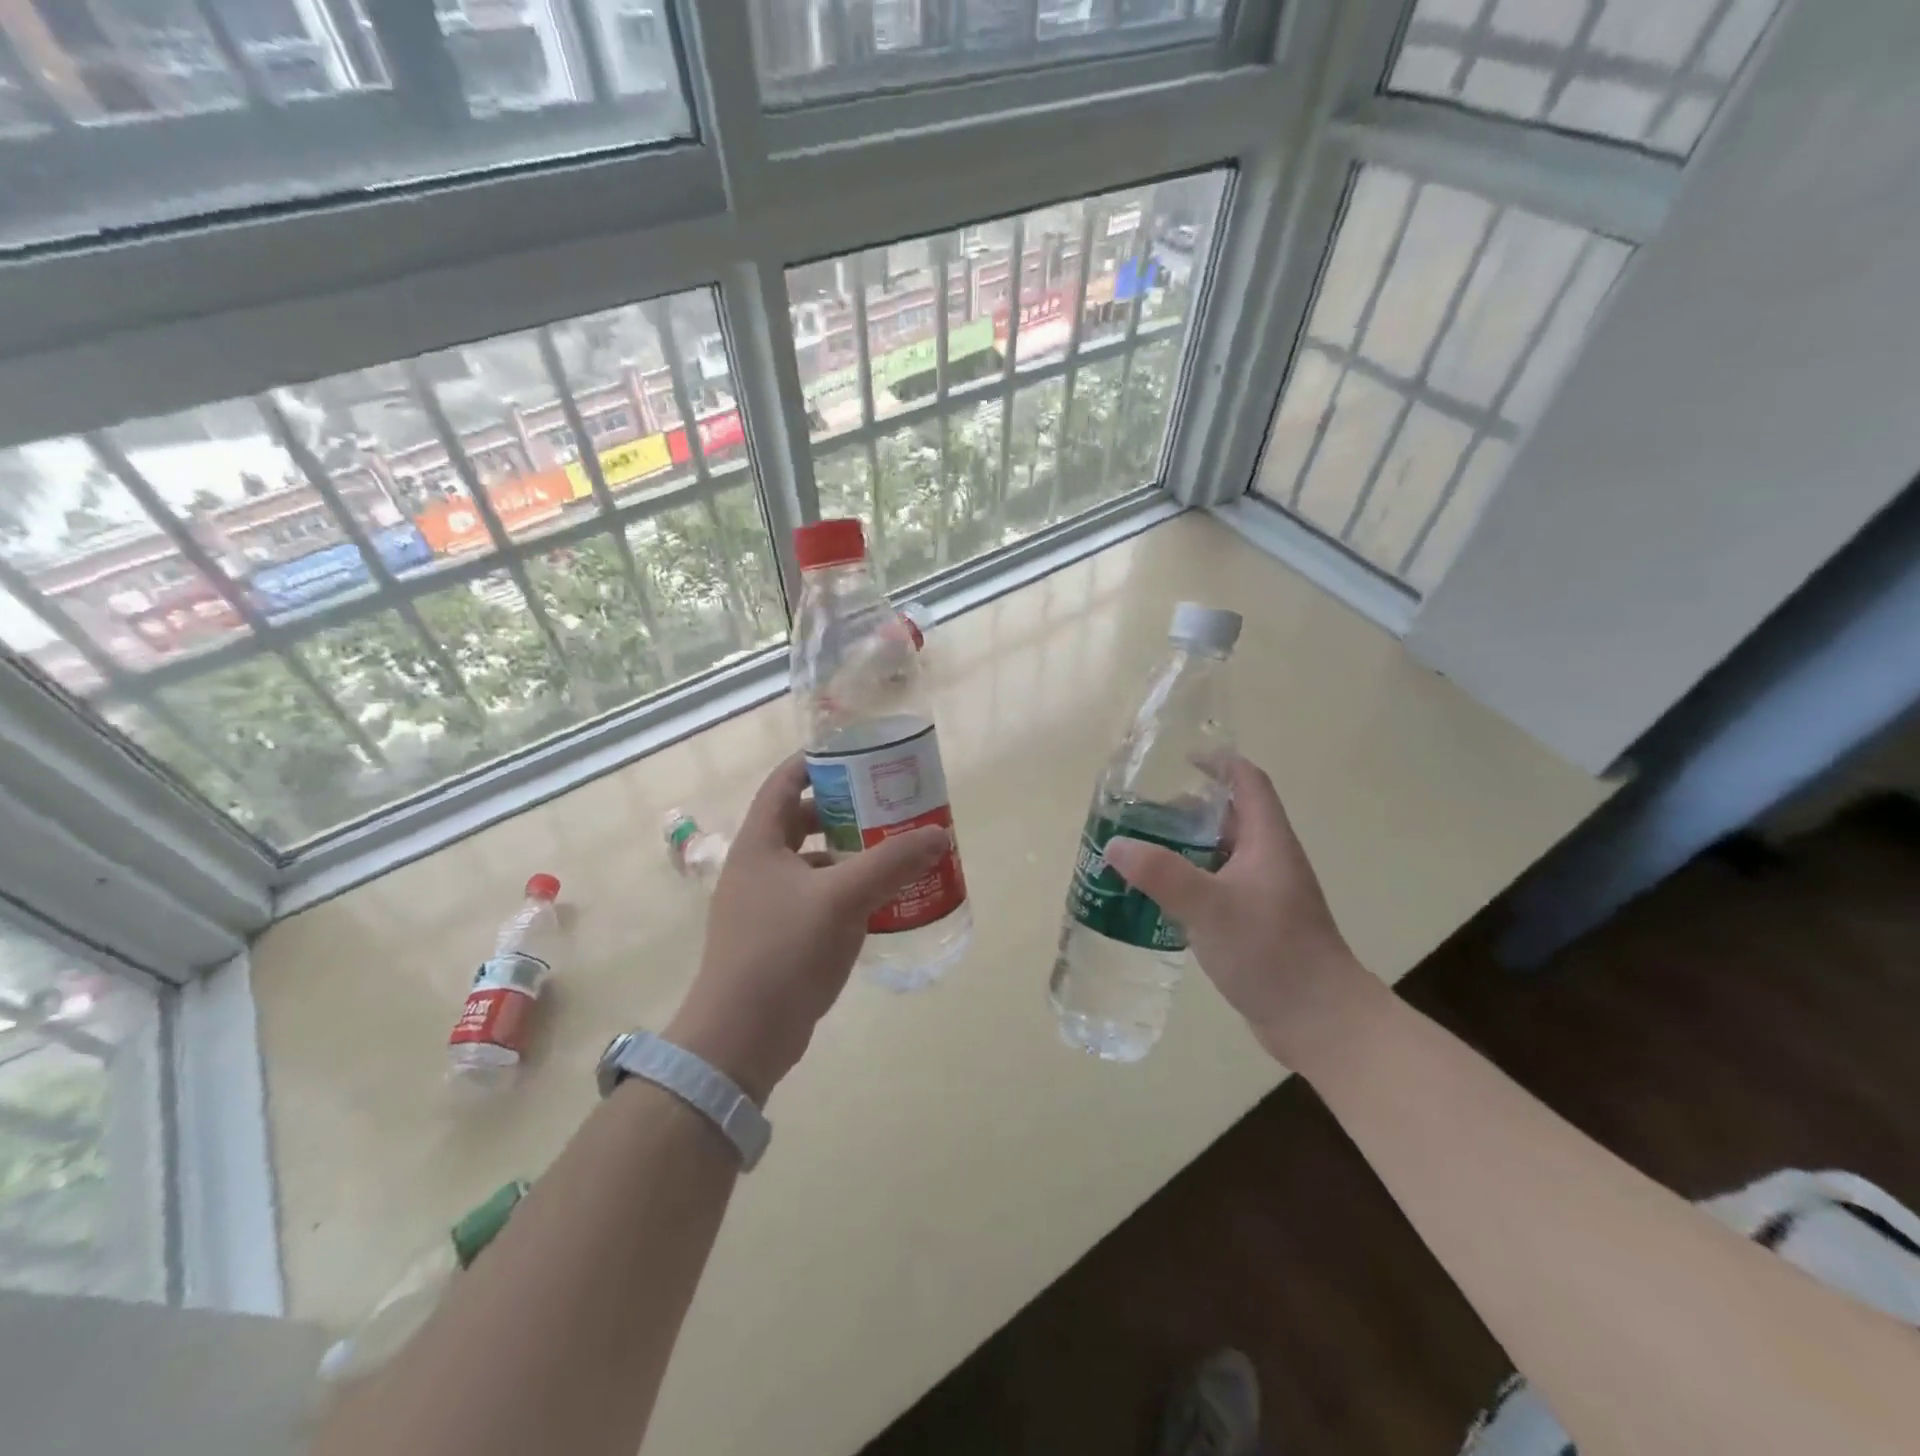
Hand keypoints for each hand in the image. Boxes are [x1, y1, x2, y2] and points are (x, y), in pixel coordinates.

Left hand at [667, 756, 950, 1102]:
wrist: (742, 1036)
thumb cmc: (784, 952)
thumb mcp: (843, 898)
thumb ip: (891, 862)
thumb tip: (939, 835)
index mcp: (760, 843)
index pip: (784, 782)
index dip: (817, 762)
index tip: (858, 755)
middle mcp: (758, 866)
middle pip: (801, 820)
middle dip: (843, 809)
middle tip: (886, 804)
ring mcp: (764, 904)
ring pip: (811, 861)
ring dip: (847, 852)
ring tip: (890, 849)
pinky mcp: (777, 937)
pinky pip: (815, 897)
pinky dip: (844, 890)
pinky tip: (877, 901)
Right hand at [1101, 755, 1379, 1069]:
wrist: (1321, 1022)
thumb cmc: (1272, 952)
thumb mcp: (1210, 908)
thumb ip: (1161, 874)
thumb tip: (1115, 845)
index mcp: (1268, 842)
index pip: (1248, 782)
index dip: (1218, 763)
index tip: (1179, 759)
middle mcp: (1269, 860)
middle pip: (1229, 817)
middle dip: (1188, 809)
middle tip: (1141, 813)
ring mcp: (1264, 894)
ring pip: (1220, 855)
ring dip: (1185, 848)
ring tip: (1141, 852)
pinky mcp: (1256, 924)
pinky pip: (1217, 888)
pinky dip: (1189, 883)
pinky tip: (1160, 899)